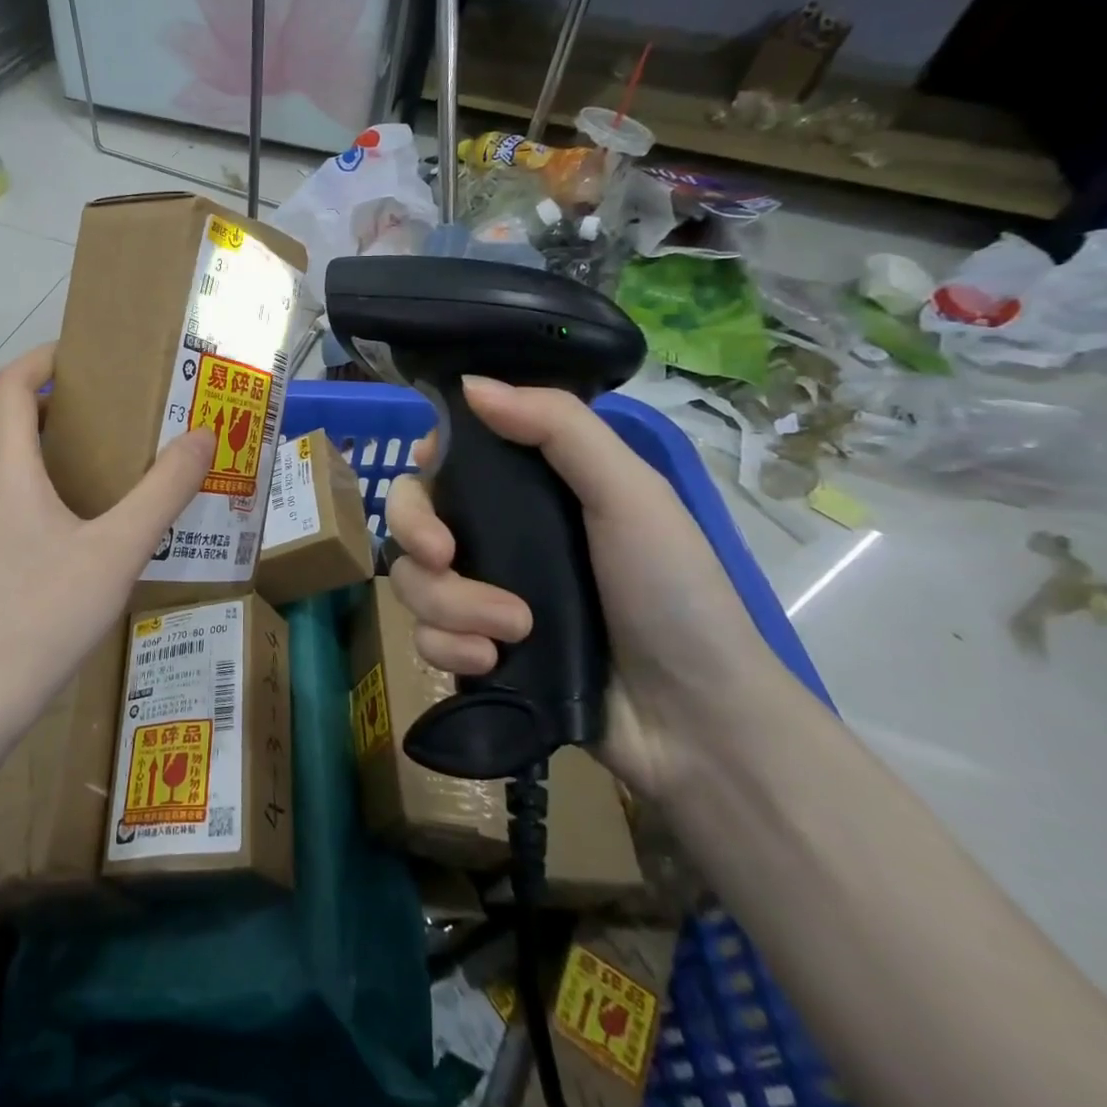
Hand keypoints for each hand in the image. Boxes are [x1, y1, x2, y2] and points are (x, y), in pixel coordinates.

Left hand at [0, 345, 215, 724]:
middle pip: (1, 416)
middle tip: (101, 403)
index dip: (43, 359)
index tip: (85, 356)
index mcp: (8, 470)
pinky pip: (0, 492)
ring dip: (36, 437)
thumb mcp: (118, 551)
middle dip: (45, 396)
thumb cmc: (43, 616)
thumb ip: (163, 491)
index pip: (10, 386)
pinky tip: (71, 516)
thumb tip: (203, 437)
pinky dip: (31, 477)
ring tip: (93, 451)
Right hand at [383, 377, 778, 798]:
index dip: (426, 461)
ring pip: (411, 579)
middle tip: (446, 557)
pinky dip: (449, 648)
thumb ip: (557, 427)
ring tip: (512, 630)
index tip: (430, 472)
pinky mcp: (474, 649)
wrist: (695, 721)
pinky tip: (491, 663)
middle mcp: (496, 535)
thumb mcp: (630, 493)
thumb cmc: (672, 592)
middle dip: (416, 533)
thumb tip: (470, 384)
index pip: (449, 457)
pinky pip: (423, 636)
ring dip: (450, 604)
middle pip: (411, 515)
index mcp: (529, 489)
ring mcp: (481, 594)